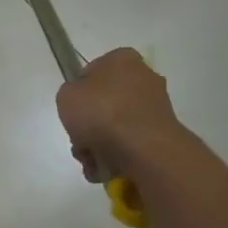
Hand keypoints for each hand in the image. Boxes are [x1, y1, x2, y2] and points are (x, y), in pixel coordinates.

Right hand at [56, 48, 184, 180]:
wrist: (143, 147)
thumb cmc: (102, 112)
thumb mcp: (66, 96)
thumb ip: (70, 94)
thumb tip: (82, 104)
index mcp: (122, 59)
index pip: (93, 72)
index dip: (79, 94)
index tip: (73, 112)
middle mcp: (144, 77)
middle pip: (104, 103)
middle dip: (89, 126)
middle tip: (79, 141)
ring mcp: (155, 107)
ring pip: (116, 127)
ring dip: (98, 145)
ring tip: (91, 160)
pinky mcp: (161, 133)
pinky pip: (130, 143)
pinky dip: (116, 156)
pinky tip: (105, 168)